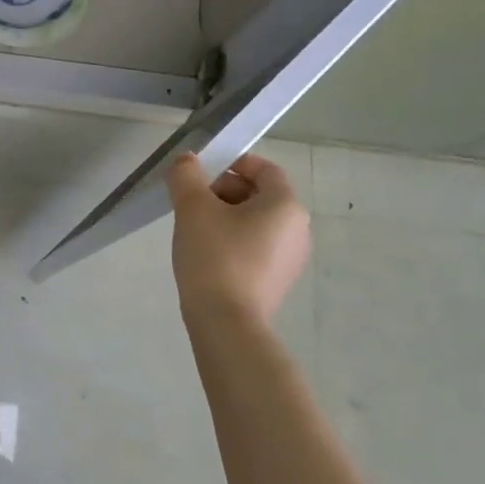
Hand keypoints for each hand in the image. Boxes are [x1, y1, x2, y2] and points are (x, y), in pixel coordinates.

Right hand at [167, 151, 310, 328]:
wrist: (226, 323)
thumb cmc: (215, 256)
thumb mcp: (193, 208)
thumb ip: (187, 176)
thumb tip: (187, 160)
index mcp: (286, 205)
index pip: (265, 169)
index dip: (234, 163)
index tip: (202, 171)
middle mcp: (297, 229)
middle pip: (260, 194)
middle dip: (223, 190)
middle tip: (190, 199)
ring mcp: (290, 259)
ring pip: (255, 222)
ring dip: (225, 216)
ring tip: (193, 227)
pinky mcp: (276, 281)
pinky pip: (255, 247)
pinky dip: (232, 240)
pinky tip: (205, 252)